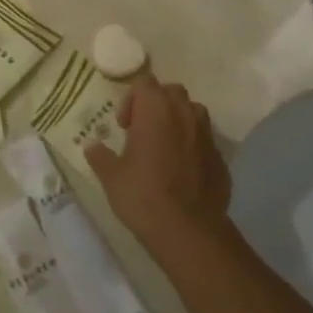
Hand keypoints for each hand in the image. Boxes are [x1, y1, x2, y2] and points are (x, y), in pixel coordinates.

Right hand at [85, 75, 230, 256]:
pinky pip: (204, 140)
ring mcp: (207, 134)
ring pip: (192, 112)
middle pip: (171, 92)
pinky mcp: (221, 157)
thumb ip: (100, 155)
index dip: (131, 99)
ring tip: (165, 147)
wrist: (188, 230)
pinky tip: (183, 171)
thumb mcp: (112, 176)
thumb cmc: (143, 195)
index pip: (144, 82)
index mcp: (156, 109)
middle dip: (156, 104)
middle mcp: (184, 113)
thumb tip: (91, 144)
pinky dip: (193, 146)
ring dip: (178, 121)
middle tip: (143, 131)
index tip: (125, 125)